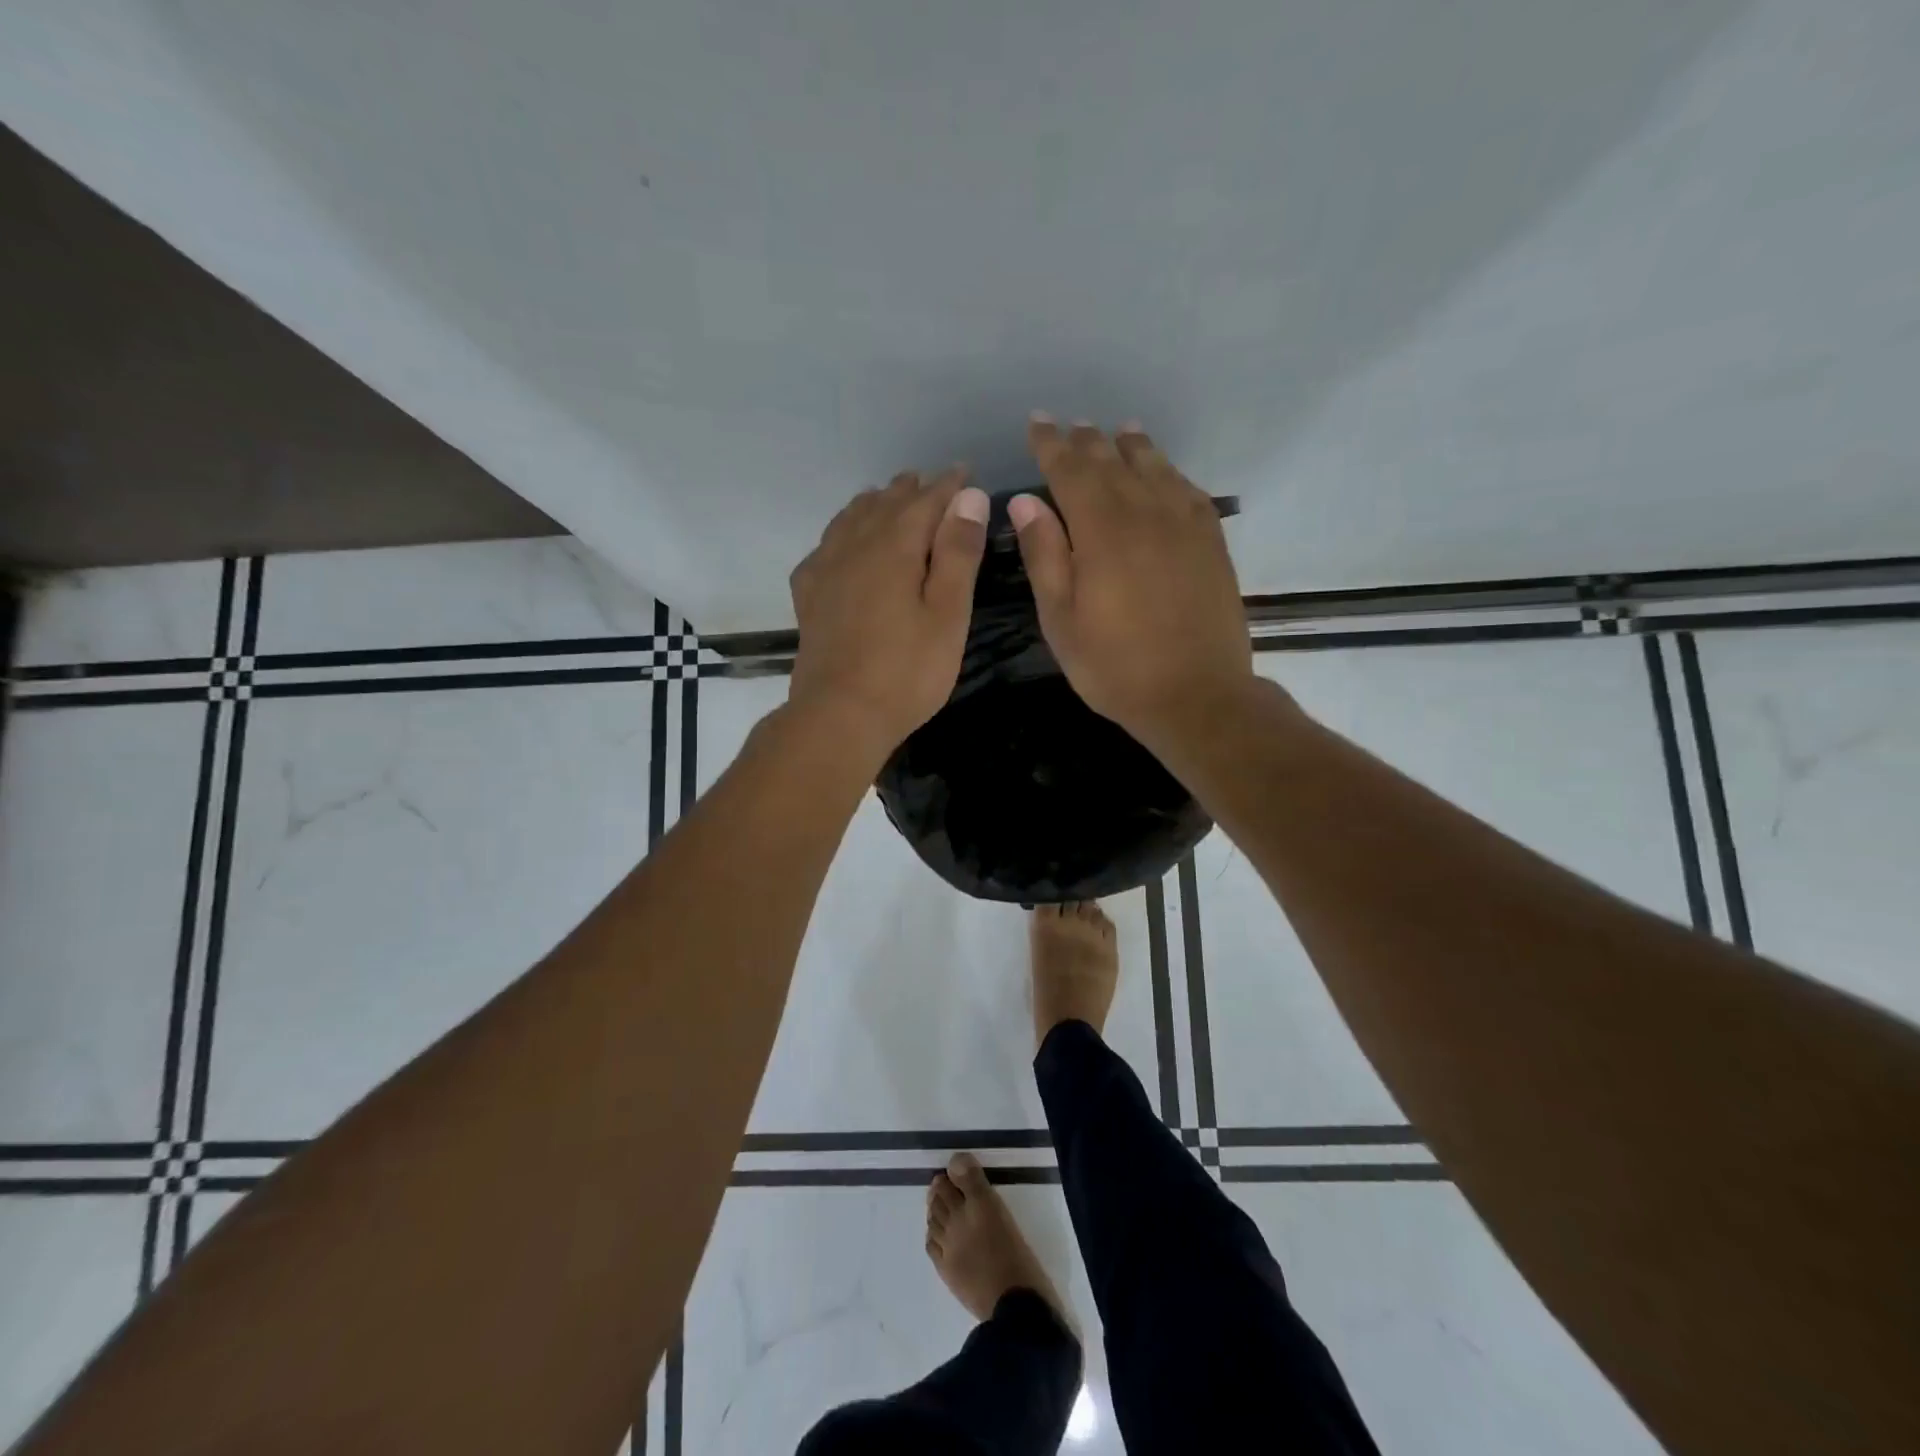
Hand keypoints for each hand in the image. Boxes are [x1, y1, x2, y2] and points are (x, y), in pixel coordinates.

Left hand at [788, 467, 989, 757]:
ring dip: (874, 504)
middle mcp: (855, 546)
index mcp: (895, 547)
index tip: (965, 472)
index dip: (948, 485)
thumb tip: (968, 496)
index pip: (925, 500)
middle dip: (911, 490)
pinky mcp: (809, 595)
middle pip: (884, 504)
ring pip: (850, 519)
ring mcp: (825, 569)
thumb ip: (958, 553)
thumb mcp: (948, 614)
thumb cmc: (907, 670)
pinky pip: (826, 545)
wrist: (839, 715)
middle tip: (931, 484)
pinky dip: (843, 532)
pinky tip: (845, 543)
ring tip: (888, 499)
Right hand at [1010, 417, 1252, 745]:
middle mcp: (1145, 514)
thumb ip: (1044, 557)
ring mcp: (1185, 525)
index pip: (1071, 471)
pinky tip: (1163, 473)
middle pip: (1113, 462)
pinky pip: (1188, 490)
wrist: (1197, 695)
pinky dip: (1169, 472)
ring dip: (1131, 446)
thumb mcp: (1062, 621)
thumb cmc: (1115, 667)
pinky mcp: (1211, 542)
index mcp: (1102, 532)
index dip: (1051, 445)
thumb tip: (1025, 502)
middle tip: (1071, 425)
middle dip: (1087, 441)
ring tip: (1118, 431)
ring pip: (1155, 468)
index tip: (1037, 423)